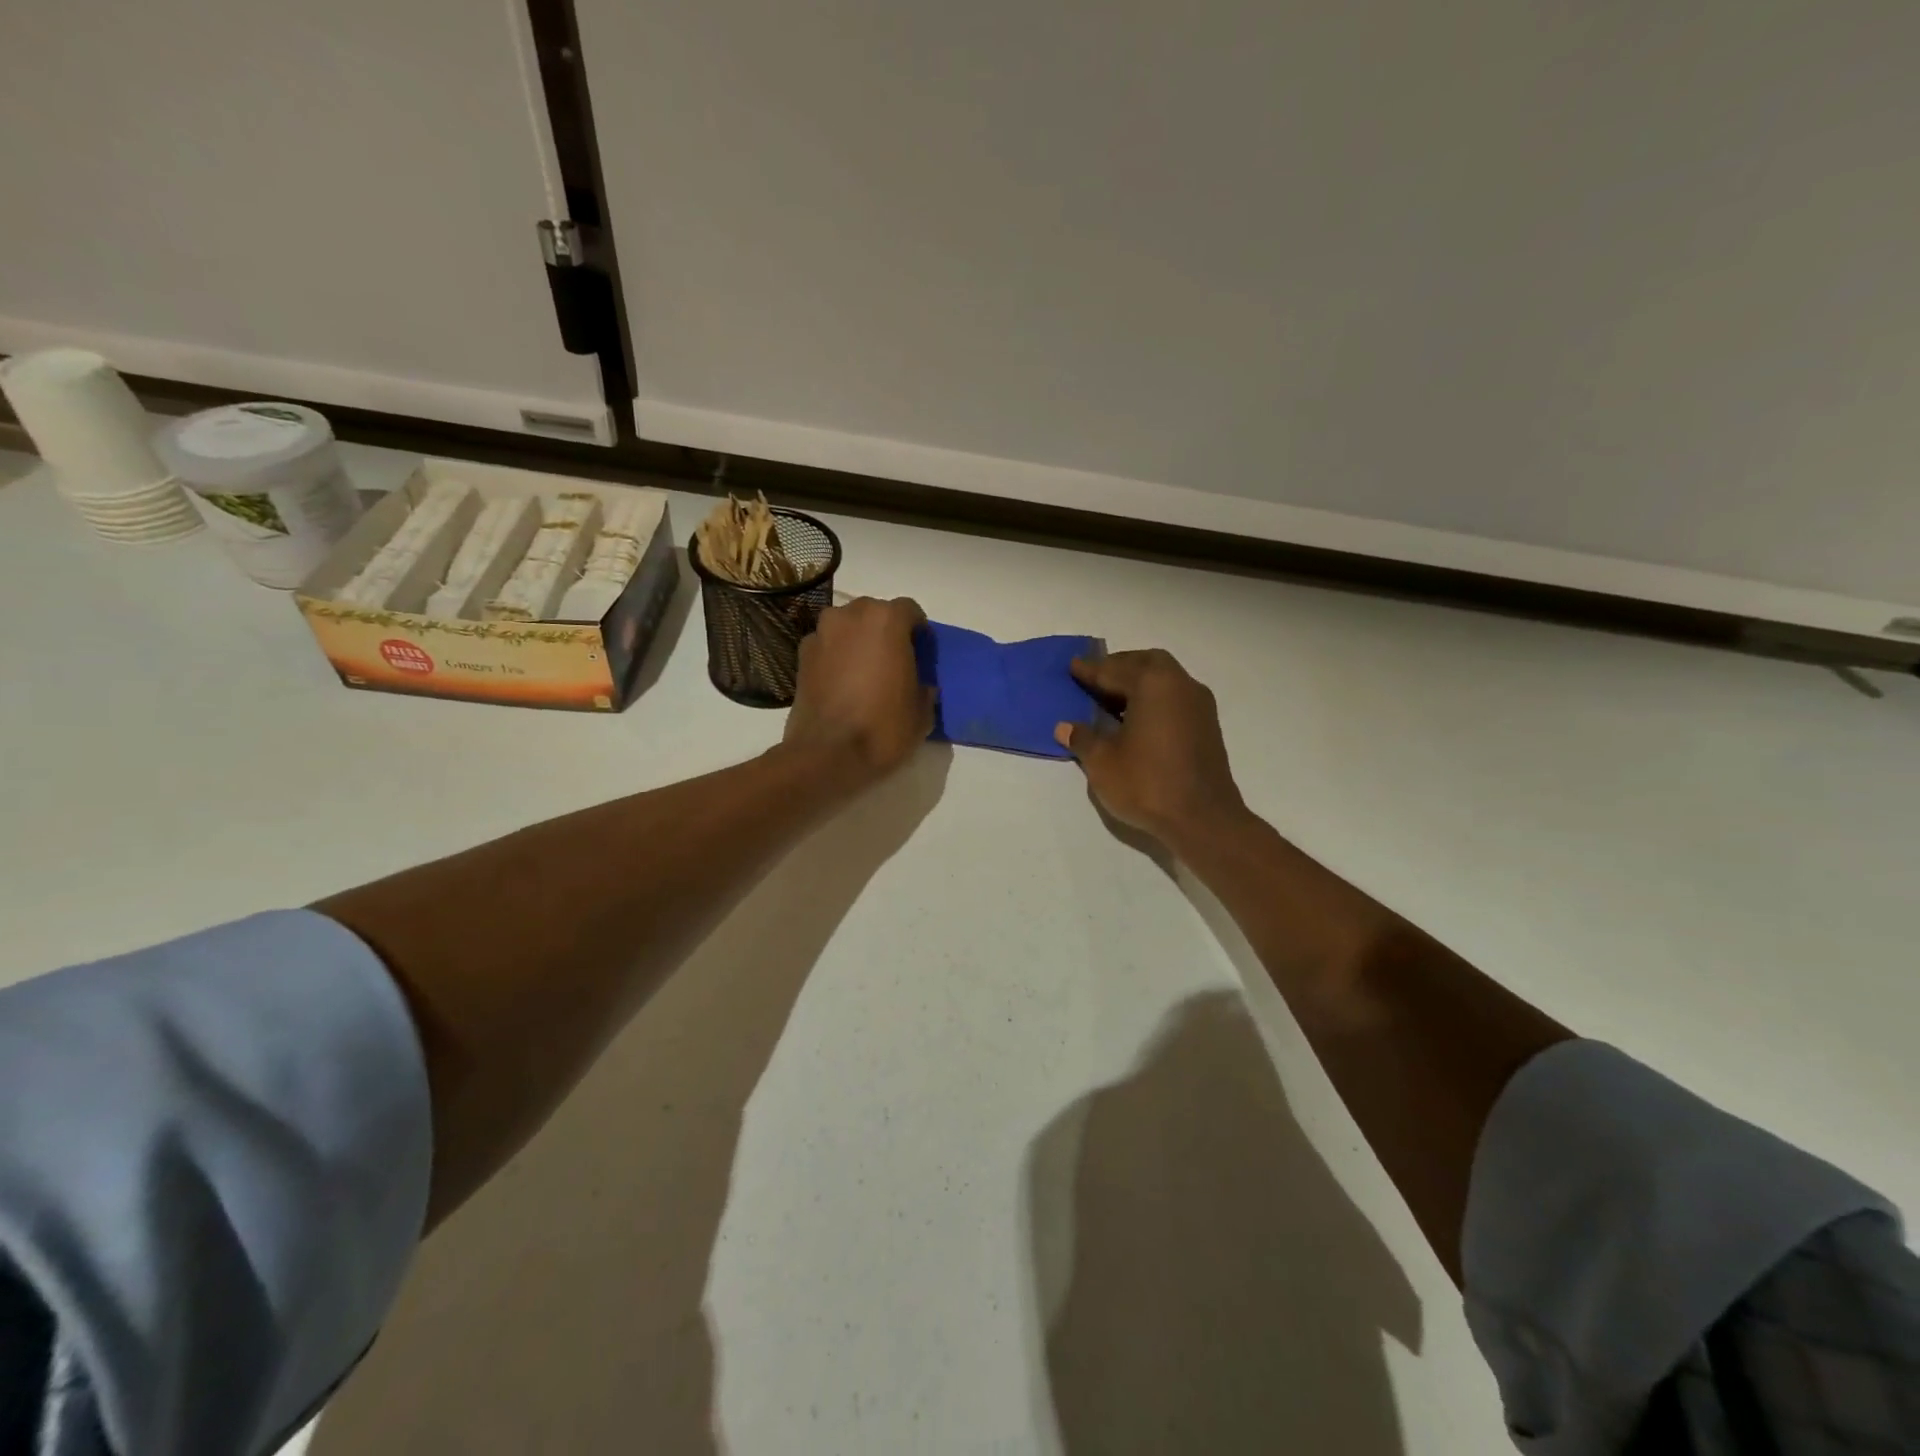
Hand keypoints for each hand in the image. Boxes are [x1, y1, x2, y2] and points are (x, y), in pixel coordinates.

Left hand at [784, 596, 935, 785]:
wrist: (827, 754)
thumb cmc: (883, 728)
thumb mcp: (922, 713)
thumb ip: (924, 688)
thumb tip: (920, 686)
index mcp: (886, 620)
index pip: (909, 610)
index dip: (918, 630)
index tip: (922, 651)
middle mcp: (850, 616)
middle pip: (874, 613)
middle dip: (885, 631)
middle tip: (894, 660)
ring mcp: (821, 634)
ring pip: (847, 626)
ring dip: (858, 640)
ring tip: (865, 671)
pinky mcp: (801, 656)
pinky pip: (827, 646)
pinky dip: (836, 656)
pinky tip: (842, 683)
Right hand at [1055, 649, 1246, 846]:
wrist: (1203, 819)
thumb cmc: (1147, 784)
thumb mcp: (1102, 762)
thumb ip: (1083, 738)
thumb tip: (1065, 726)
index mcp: (1153, 683)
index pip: (1113, 670)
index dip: (1089, 670)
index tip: (1072, 666)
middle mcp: (1180, 684)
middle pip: (1146, 663)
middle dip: (1119, 668)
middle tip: (1095, 681)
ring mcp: (1199, 705)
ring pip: (1164, 679)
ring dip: (1138, 683)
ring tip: (1111, 701)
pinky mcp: (1207, 726)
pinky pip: (1174, 698)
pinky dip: (1153, 699)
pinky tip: (1136, 720)